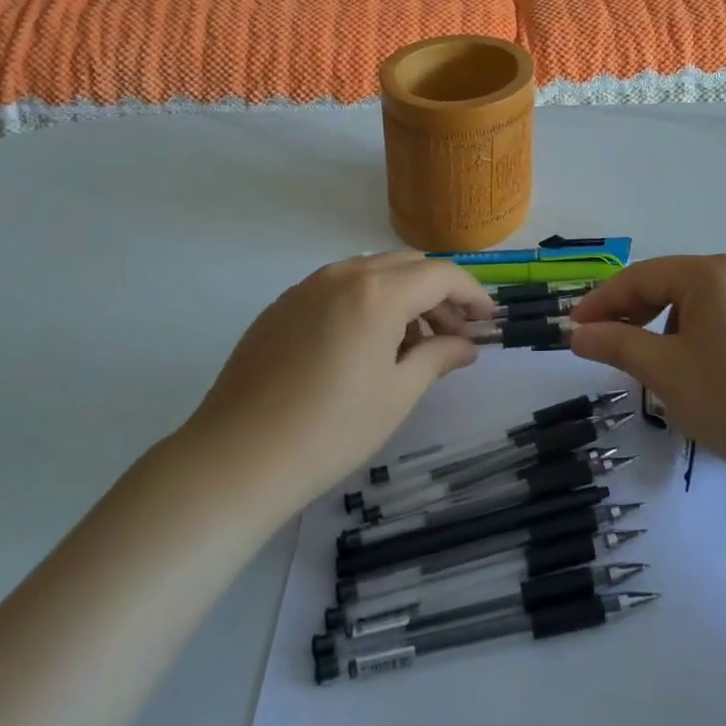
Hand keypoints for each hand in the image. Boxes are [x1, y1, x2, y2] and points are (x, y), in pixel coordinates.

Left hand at [184, 252, 490, 508]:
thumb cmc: (330, 430)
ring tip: (411, 345)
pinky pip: (338, 287)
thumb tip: (467, 346)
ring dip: (402, 297)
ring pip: (372, 273)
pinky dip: (366, 302)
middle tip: (454, 335)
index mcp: (377, 291)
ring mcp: (307, 286)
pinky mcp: (282, 305)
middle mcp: (343, 274)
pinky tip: (364, 346)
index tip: (490, 319)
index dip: (472, 294)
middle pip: (407, 266)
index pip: (440, 275)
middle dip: (438, 294)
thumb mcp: (396, 396)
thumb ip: (437, 358)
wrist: (236, 459)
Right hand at [567, 255, 725, 487]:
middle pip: (669, 284)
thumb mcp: (666, 373)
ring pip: (695, 303)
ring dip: (663, 327)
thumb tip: (578, 334)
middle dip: (632, 314)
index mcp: (711, 273)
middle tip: (604, 345)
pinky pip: (721, 317)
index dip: (602, 302)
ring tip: (649, 364)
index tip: (573, 328)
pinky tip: (692, 368)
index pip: (640, 277)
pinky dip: (694, 335)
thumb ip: (617, 345)